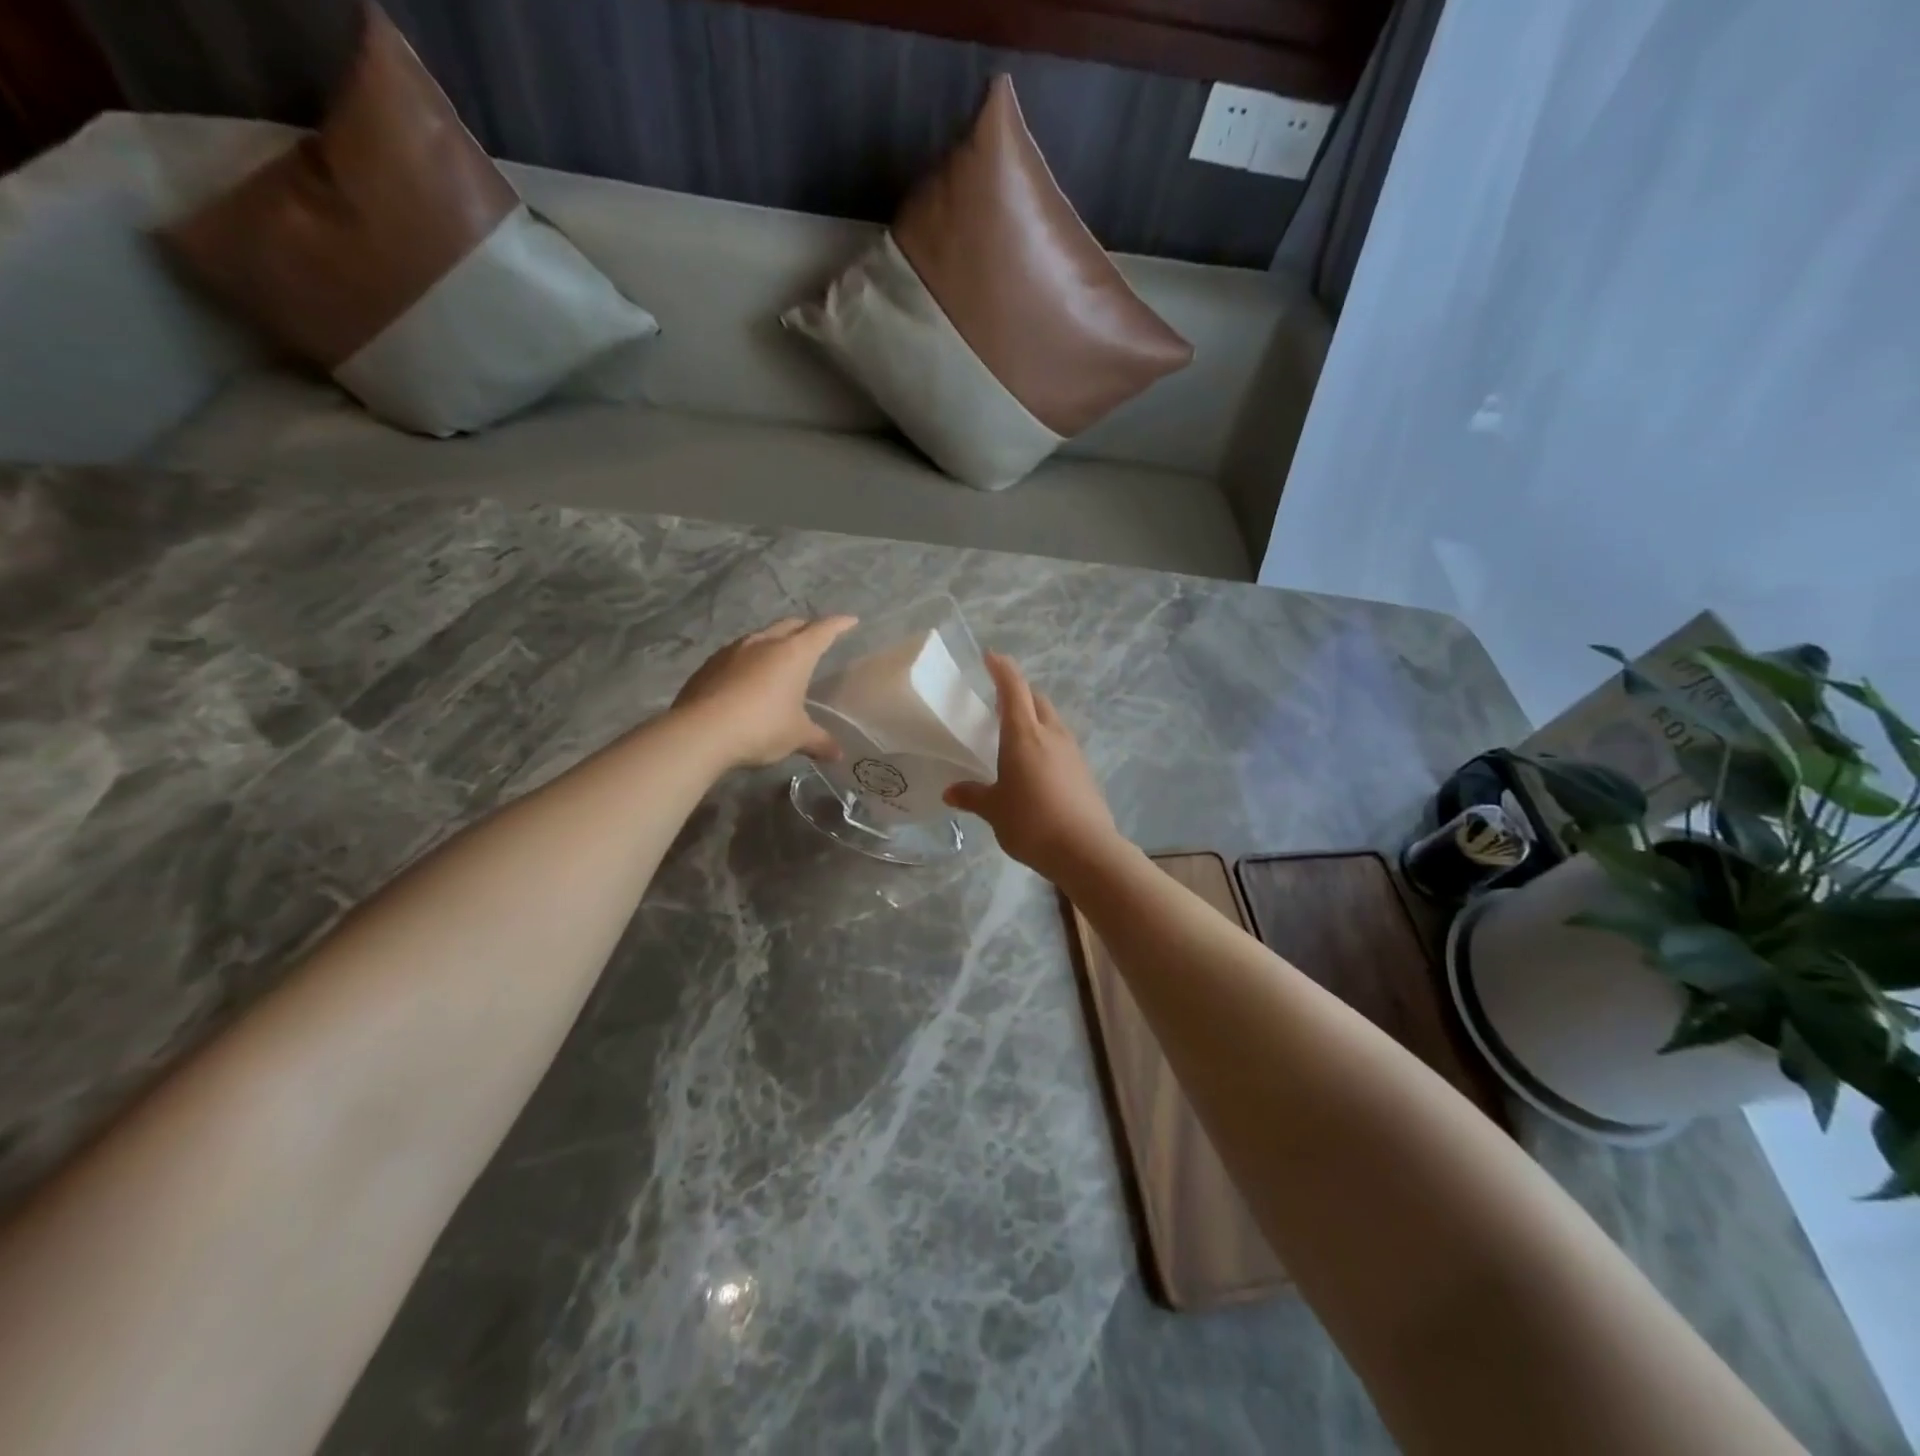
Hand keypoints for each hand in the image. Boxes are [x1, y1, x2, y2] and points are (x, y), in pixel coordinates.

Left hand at [672, 616, 857, 768]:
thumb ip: (818, 741)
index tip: (850, 620)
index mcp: (794, 654)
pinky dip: (749, 660)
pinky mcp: (709, 665)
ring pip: (761, 636)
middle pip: (790, 625)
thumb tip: (837, 753)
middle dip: (806, 627)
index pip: (823, 631)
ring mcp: (733, 651)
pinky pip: (736, 654)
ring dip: (774, 642)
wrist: (701, 732)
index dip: (839, 625)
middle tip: (815, 636)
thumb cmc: (761, 727)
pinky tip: (747, 677)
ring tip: (779, 656)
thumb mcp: (796, 737)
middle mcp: (764, 643)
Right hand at [944, 653, 1121, 883]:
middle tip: (998, 701)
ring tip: (1016, 734)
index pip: (1013, 688)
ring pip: (1052, 721)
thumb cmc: (1031, 822)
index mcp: (1024, 734)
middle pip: (1036, 699)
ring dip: (1034, 717)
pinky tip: (1036, 764)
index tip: (991, 656)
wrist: (1085, 849)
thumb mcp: (994, 810)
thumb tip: (951, 792)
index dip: (1002, 669)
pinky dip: (1046, 742)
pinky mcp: (1084, 771)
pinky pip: (1061, 744)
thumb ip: (973, 796)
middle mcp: (1051, 734)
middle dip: (1018, 693)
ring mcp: (1072, 751)